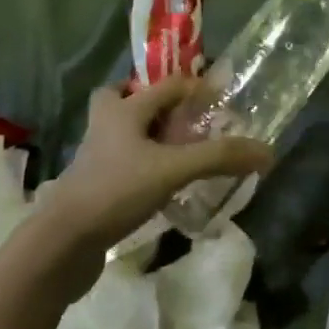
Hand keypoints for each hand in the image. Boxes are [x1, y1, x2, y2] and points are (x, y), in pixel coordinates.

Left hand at [40, 75, 273, 258]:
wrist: (61, 243)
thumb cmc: (116, 191)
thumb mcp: (173, 169)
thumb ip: (218, 157)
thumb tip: (267, 151)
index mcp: (123, 109)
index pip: (167, 84)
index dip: (196, 88)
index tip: (222, 101)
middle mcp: (106, 124)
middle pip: (127, 98)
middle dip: (155, 104)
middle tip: (185, 119)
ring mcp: (95, 156)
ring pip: (123, 132)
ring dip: (148, 135)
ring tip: (179, 151)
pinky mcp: (92, 185)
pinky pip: (121, 163)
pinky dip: (141, 165)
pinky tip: (161, 185)